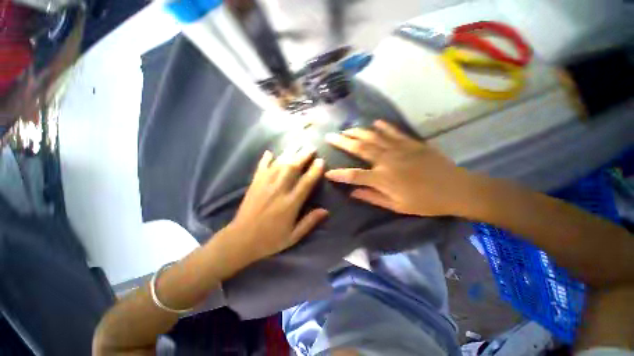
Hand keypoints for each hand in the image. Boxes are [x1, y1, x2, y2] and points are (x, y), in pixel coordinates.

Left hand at [227, 146, 327, 260]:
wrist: (240, 240)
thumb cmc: (270, 240)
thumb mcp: (293, 236)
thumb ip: (309, 222)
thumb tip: (326, 211)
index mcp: (290, 204)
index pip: (306, 182)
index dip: (314, 170)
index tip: (321, 161)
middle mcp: (278, 190)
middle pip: (293, 168)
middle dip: (303, 156)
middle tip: (311, 147)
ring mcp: (265, 185)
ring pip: (279, 164)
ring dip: (289, 153)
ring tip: (297, 144)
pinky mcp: (254, 184)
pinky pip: (261, 168)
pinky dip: (266, 159)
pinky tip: (270, 152)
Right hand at [324, 120, 472, 216]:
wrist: (456, 189)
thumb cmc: (425, 202)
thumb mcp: (396, 206)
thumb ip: (372, 197)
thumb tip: (352, 193)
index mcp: (382, 178)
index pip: (354, 175)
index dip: (339, 174)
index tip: (326, 172)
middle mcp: (386, 160)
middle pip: (359, 148)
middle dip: (342, 142)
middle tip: (330, 136)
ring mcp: (399, 149)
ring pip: (373, 137)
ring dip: (357, 132)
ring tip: (346, 129)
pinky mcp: (411, 143)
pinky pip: (393, 132)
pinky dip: (383, 127)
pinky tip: (374, 122)